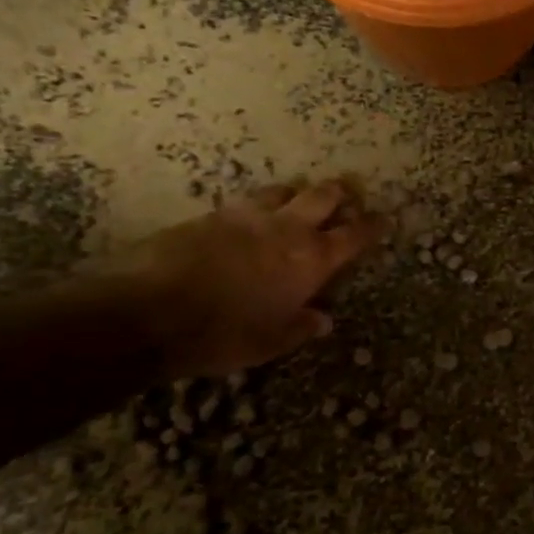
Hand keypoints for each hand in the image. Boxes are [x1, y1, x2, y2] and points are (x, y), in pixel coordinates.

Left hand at [119, 179, 387, 376]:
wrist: (150, 311)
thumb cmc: (224, 333)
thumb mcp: (271, 342)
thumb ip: (301, 327)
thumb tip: (323, 319)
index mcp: (312, 259)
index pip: (354, 235)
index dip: (372, 226)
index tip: (383, 219)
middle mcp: (287, 229)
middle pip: (323, 196)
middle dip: (339, 194)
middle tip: (346, 196)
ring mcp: (247, 217)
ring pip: (282, 191)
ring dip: (296, 194)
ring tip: (296, 201)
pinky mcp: (211, 215)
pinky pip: (245, 202)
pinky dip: (258, 207)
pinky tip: (250, 220)